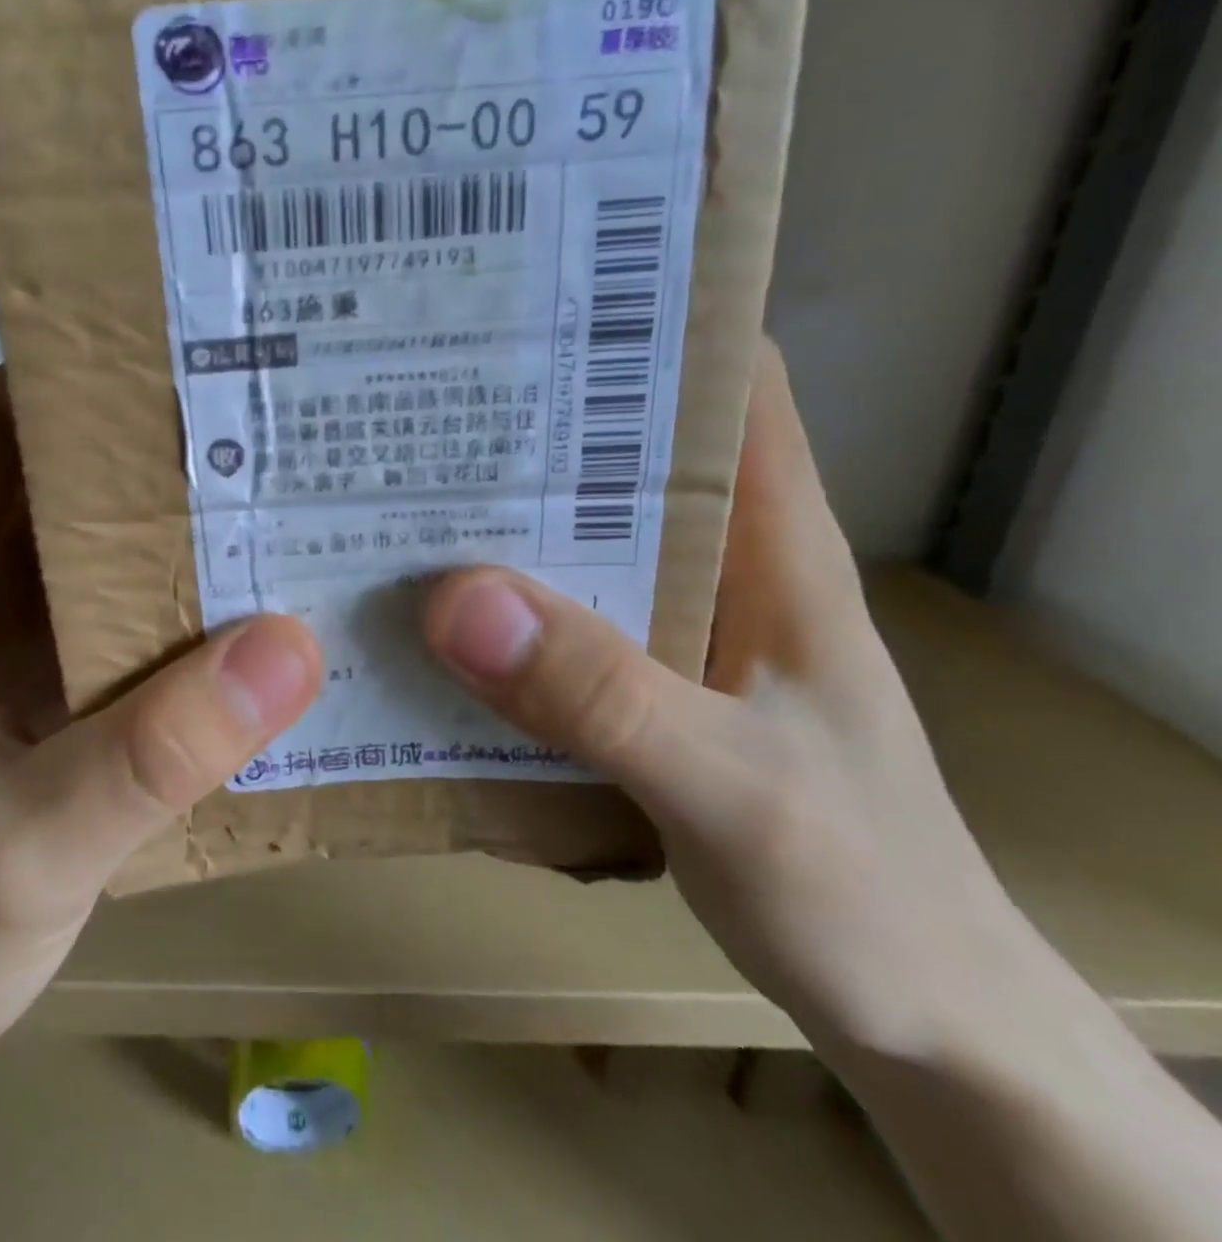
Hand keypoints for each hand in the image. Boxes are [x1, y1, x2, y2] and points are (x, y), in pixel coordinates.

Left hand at [0, 373, 321, 1076]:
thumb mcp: (30, 849)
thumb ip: (150, 755)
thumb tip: (287, 647)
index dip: (60, 374)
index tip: (163, 345)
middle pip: (66, 478)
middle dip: (152, 436)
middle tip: (264, 410)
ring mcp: (32, 647)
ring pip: (112, 545)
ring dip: (185, 515)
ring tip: (287, 487)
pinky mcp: (73, 694)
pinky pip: (141, 615)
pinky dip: (197, 594)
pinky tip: (271, 601)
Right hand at [423, 341, 1020, 1056]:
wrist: (920, 1016)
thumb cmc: (864, 891)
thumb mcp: (732, 790)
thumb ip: (602, 695)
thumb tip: (456, 599)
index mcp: (773, 547)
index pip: (724, 383)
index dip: (642, 321)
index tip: (531, 299)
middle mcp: (718, 569)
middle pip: (619, 457)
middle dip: (529, 421)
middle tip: (417, 395)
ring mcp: (674, 632)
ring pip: (575, 542)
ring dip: (498, 521)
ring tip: (395, 494)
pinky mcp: (638, 689)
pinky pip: (553, 624)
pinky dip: (495, 610)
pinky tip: (427, 616)